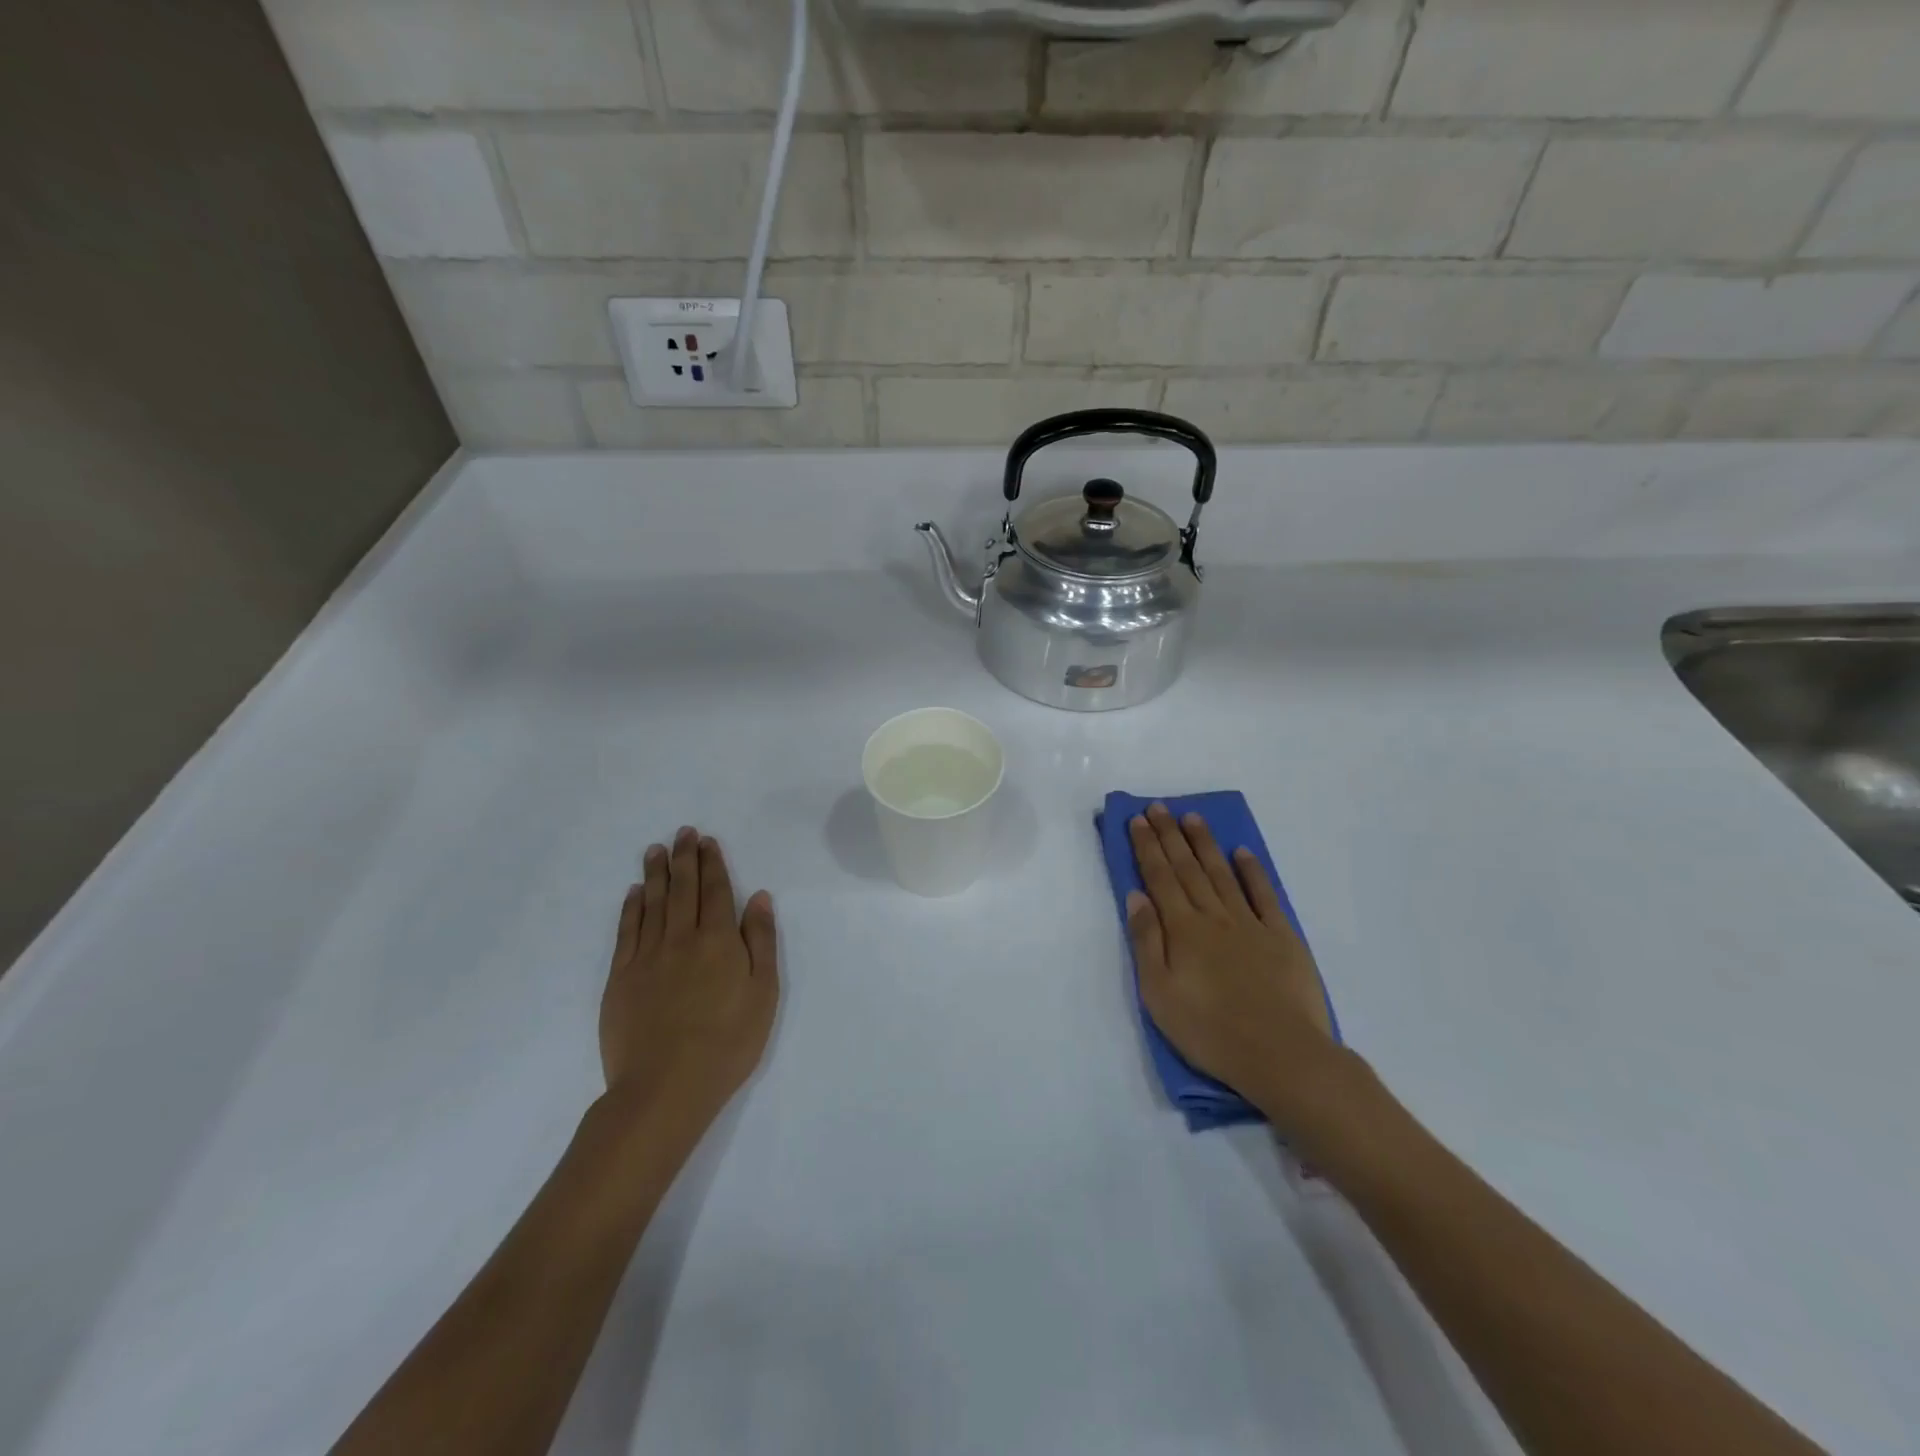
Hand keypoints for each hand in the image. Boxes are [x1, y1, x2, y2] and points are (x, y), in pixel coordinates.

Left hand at [600, 828, 778, 1133]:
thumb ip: (760, 941)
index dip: (712, 864)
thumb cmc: (728, 1042)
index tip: (707, 841)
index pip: (715, 891)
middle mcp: (681, 939)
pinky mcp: (621, 978)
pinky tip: (635, 892)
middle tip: (683, 833)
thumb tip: (758, 897)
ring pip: (652, 903)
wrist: (666, 1086)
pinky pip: (627, 931)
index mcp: (719, 941)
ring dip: (656, 873)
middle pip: (682, 889)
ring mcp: (647, 957)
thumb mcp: (763, 992)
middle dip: (684, 858)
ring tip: (656, 850)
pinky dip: (631, 907)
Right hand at [1126, 803, 1342, 1132]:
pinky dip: (1252, 871)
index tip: (1137, 820)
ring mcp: (1250, 924)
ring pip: (1222, 873)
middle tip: (1158, 807)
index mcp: (1182, 930)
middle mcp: (1214, 916)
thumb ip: (1146, 941)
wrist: (1281, 1055)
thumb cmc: (1210, 1031)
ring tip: (1192, 817)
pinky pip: (1264, 895)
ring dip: (1205, 843)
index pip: (1159, 878)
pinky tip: (1242, 853)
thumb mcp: (1159, 993)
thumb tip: (1136, 896)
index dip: (1147, 847)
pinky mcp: (1282, 937)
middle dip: (1170, 835)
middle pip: (1187, 868)